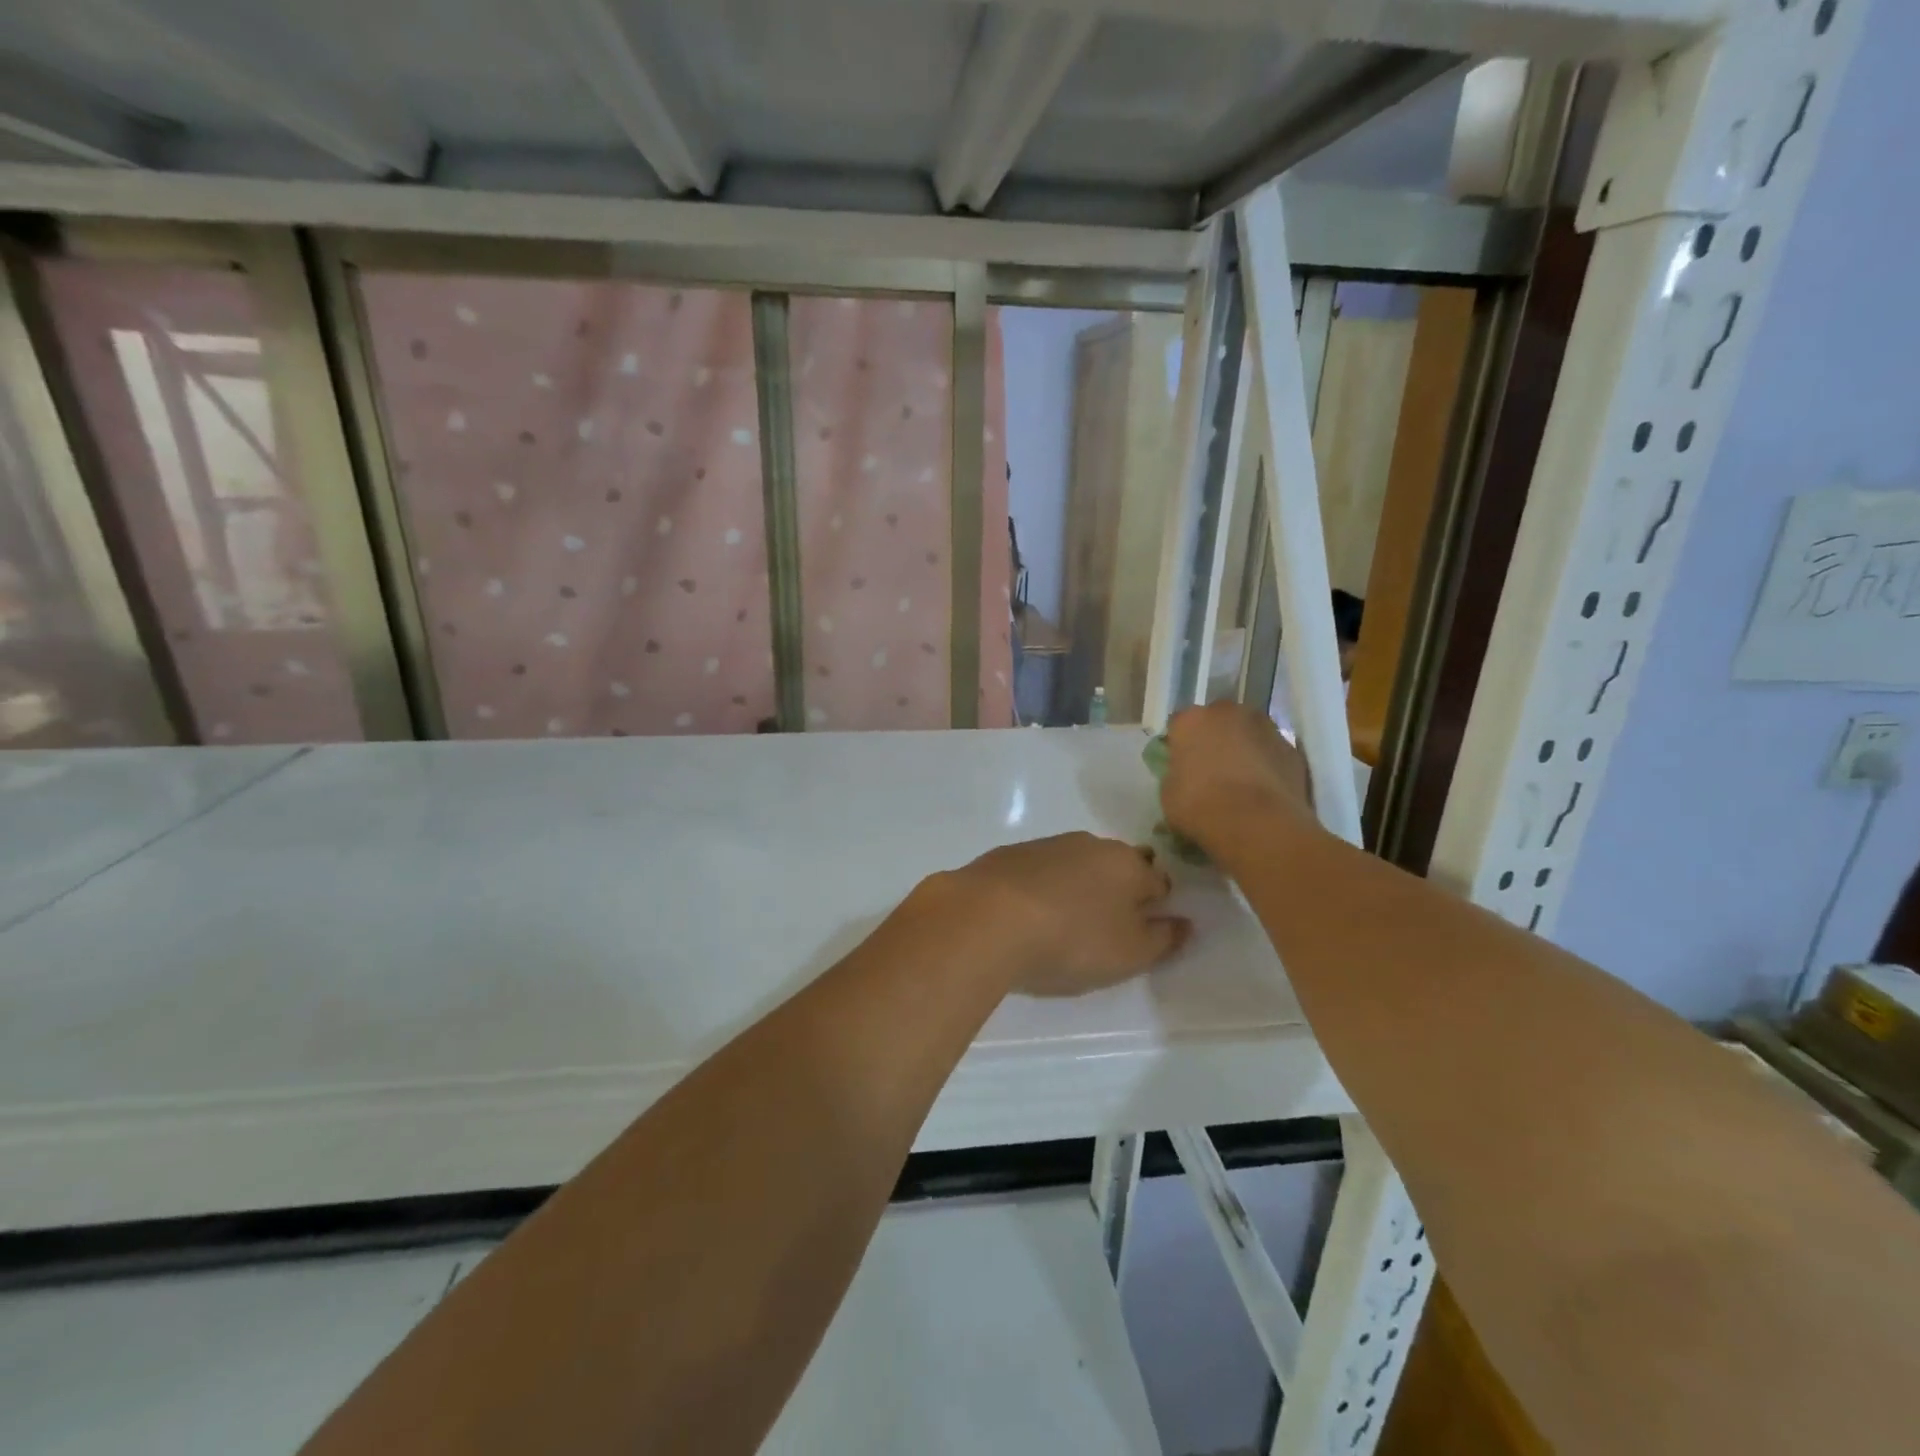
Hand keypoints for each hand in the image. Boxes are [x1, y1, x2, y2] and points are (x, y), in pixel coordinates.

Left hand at [914, 833, 1189, 997]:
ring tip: (1066, 920)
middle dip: (1118, 887)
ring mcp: (1046, 845)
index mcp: (1127, 864)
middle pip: (1117, 864)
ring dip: (1078, 884)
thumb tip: (1184, 923)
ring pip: (1076, 862)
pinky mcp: (1008, 855)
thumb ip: (1162, 939)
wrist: (986, 919)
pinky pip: (1039, 870)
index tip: (1146, 927)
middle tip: (1107, 923)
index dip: (1157, 903)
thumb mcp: (1129, 954)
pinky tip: (1029, 913)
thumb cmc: (1070, 939)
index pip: (1158, 879)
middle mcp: (1090, 844)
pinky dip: (1042, 886)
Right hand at [1161, 702, 1317, 854]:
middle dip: (1214, 737)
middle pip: (1217, 719)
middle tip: (1212, 767)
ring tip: (1242, 779)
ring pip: (1248, 731)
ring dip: (1244, 746)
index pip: (1179, 724)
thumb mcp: (1169, 793)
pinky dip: (1267, 763)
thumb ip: (1176, 773)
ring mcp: (1264, 726)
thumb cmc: (1200, 806)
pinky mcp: (1292, 747)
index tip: (1180, 763)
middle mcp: (1227, 713)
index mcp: (1191, 720)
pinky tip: (1264, 788)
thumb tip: (1185, 773)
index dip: (1179, 744)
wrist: (1256, 823)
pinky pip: (1272, 751)